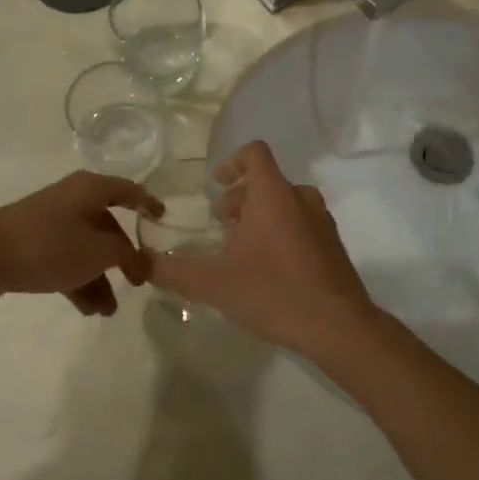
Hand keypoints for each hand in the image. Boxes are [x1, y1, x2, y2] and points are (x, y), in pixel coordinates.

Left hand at [0, 172, 162, 316]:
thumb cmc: (48, 246)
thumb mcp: (98, 252)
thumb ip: (126, 255)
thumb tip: (138, 259)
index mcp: (90, 189)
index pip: (128, 190)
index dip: (148, 203)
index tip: (163, 220)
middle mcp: (72, 200)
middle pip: (107, 225)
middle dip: (123, 256)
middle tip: (138, 282)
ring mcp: (50, 223)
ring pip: (86, 249)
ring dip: (101, 278)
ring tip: (108, 311)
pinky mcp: (32, 245)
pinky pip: (66, 261)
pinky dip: (79, 282)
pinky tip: (88, 310)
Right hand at [146, 141, 376, 355]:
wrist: (338, 327)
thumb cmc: (273, 292)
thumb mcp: (213, 284)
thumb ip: (172, 270)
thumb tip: (139, 262)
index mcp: (273, 194)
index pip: (254, 153)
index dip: (231, 162)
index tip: (216, 186)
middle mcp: (301, 199)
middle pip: (267, 182)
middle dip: (240, 199)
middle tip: (220, 227)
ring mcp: (322, 222)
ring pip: (285, 204)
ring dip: (260, 217)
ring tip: (241, 250)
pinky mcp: (333, 246)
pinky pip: (302, 225)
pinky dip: (281, 233)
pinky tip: (268, 271)